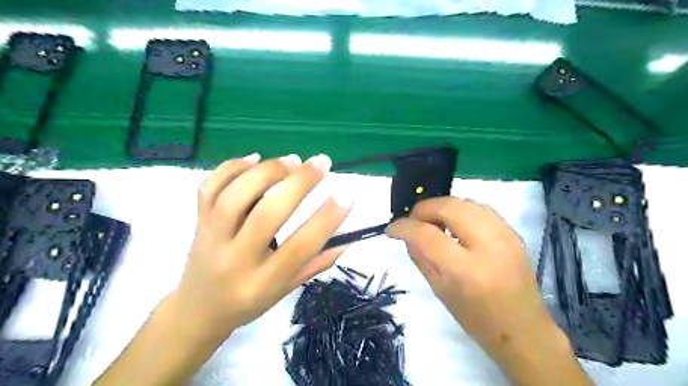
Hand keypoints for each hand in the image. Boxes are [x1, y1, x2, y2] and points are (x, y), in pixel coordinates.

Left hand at [169, 154, 351, 343]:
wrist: (198, 309)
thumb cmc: (248, 302)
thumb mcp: (286, 290)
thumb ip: (316, 264)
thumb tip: (346, 238)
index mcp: (263, 281)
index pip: (300, 247)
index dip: (326, 219)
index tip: (347, 195)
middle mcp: (236, 258)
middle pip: (267, 214)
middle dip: (299, 183)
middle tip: (322, 163)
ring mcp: (212, 237)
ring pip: (235, 196)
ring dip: (267, 171)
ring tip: (293, 160)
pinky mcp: (199, 222)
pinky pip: (209, 188)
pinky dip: (232, 167)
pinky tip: (254, 158)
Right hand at [384, 197, 588, 384]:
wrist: (523, 329)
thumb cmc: (476, 319)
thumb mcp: (440, 291)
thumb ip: (420, 257)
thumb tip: (407, 234)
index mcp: (466, 270)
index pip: (427, 235)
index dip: (404, 227)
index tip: (392, 229)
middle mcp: (488, 245)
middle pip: (448, 207)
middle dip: (423, 209)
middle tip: (412, 221)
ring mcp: (505, 235)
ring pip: (464, 202)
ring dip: (441, 207)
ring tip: (431, 221)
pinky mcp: (512, 231)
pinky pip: (478, 208)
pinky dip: (459, 210)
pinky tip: (453, 223)